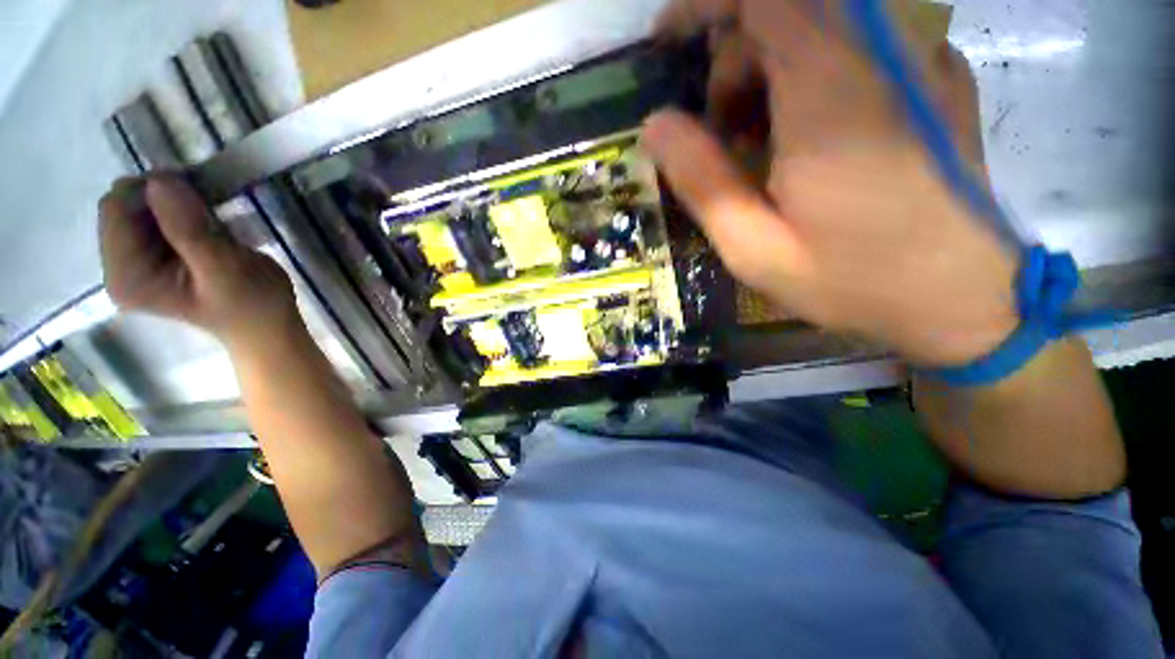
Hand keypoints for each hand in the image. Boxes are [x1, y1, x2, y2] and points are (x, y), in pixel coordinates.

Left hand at [99, 176, 295, 349]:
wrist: (267, 325)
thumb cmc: (252, 303)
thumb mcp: (226, 267)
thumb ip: (189, 228)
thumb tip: (160, 180)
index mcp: (128, 277)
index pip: (116, 211)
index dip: (151, 191)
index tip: (194, 188)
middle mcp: (119, 269)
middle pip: (123, 208)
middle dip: (163, 197)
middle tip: (207, 201)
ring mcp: (134, 264)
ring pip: (138, 209)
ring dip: (175, 203)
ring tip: (212, 217)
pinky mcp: (151, 259)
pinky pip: (152, 219)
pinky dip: (180, 212)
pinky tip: (206, 224)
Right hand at [643, 0, 1018, 367]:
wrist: (963, 298)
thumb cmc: (854, 280)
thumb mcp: (754, 248)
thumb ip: (702, 183)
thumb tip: (655, 126)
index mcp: (831, 91)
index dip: (705, 5)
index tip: (670, 44)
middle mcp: (883, 52)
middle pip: (785, 8)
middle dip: (733, 62)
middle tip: (718, 136)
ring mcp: (918, 57)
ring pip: (818, 23)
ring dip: (768, 72)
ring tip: (756, 146)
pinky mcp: (934, 75)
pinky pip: (855, 42)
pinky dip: (809, 73)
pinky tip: (803, 136)